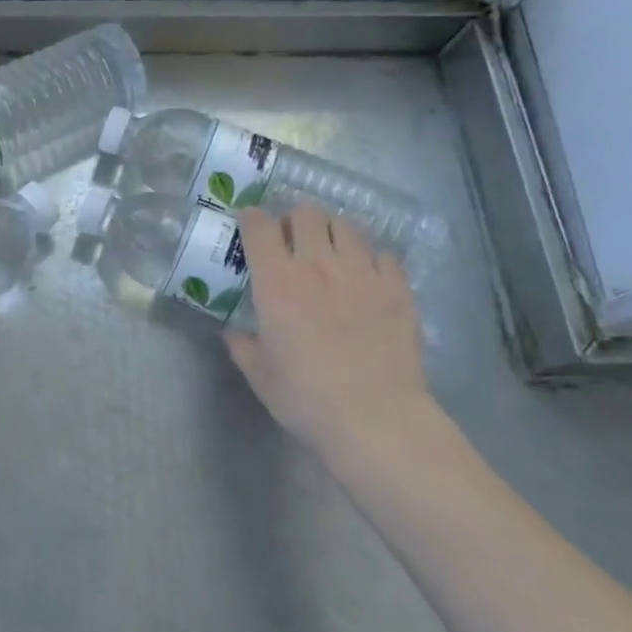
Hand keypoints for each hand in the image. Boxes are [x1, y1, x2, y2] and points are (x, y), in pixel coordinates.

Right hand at [226, 205, 458, 469]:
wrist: (376, 418)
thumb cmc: (307, 399)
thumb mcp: (261, 376)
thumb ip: (243, 346)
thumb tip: (234, 332)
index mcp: (277, 282)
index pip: (259, 226)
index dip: (251, 218)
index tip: (249, 227)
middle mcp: (318, 264)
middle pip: (306, 213)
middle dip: (294, 220)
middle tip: (292, 242)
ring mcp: (362, 272)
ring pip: (346, 225)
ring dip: (332, 232)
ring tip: (330, 253)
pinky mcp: (397, 287)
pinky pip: (382, 254)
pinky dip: (370, 259)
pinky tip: (366, 279)